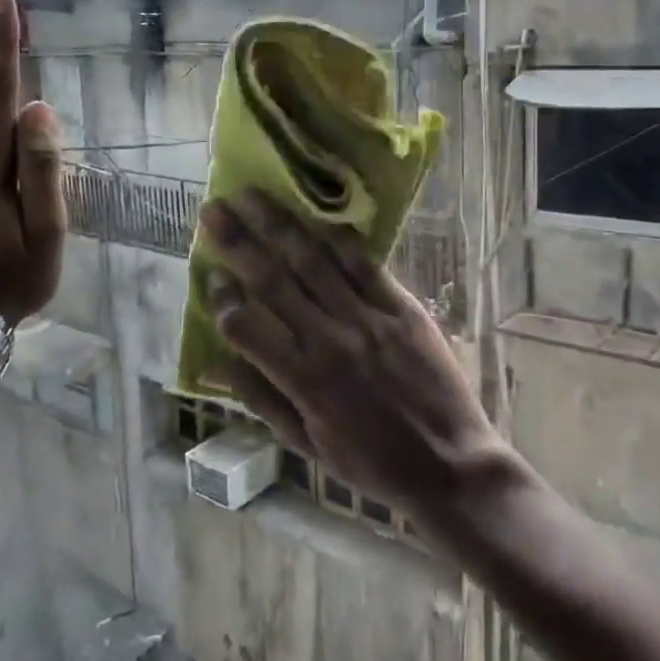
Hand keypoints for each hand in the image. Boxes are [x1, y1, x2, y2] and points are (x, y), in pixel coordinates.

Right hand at [200, 191, 509, 522]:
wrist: (448, 463)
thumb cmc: (371, 462)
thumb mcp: (306, 443)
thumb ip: (260, 398)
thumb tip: (214, 362)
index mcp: (303, 379)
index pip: (246, 325)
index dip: (222, 298)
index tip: (211, 275)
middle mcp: (331, 340)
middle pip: (274, 279)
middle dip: (239, 241)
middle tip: (213, 209)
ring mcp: (370, 319)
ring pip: (316, 261)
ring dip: (281, 225)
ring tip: (254, 196)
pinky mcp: (404, 308)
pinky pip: (366, 265)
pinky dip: (339, 239)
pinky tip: (318, 217)